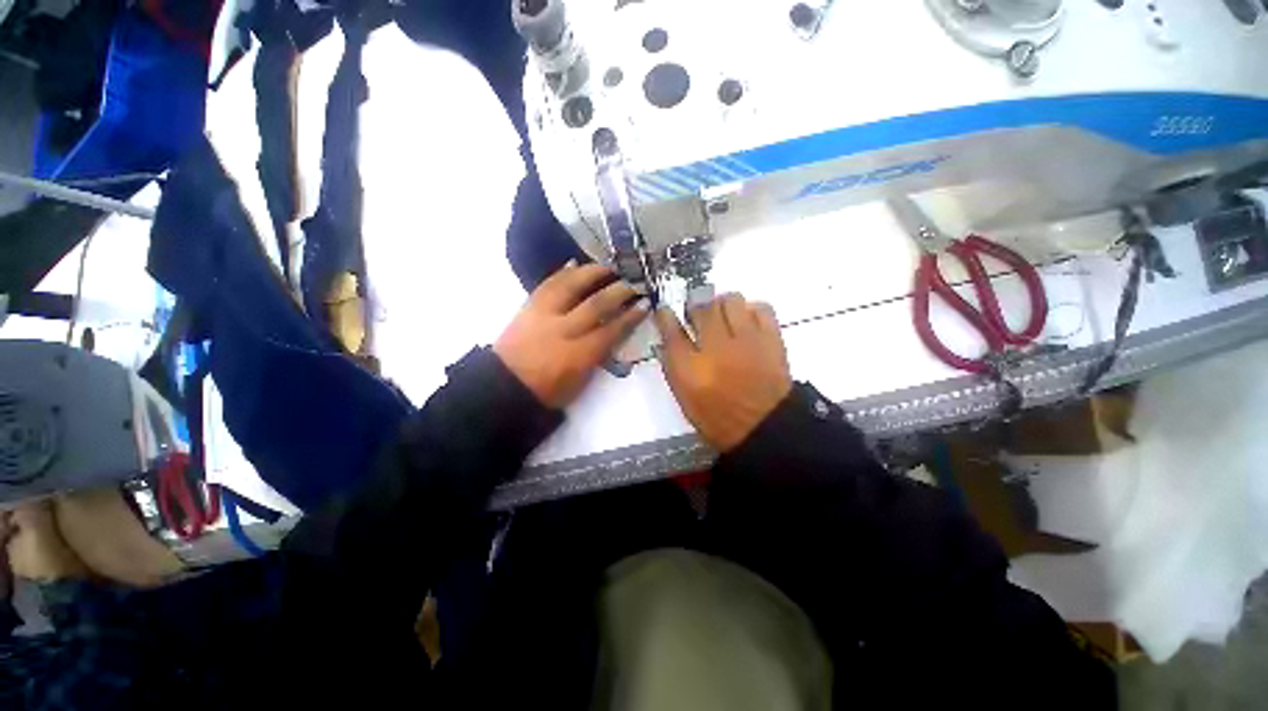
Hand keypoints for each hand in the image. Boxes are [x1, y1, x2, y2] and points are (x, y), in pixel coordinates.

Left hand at [495, 262, 649, 408]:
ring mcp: (543, 315)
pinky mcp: (528, 307)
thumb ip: (598, 356)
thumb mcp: (580, 382)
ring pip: (571, 286)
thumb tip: (611, 334)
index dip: (631, 316)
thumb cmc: (547, 391)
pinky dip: (562, 272)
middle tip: (633, 283)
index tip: (645, 304)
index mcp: (578, 355)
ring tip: (608, 267)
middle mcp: (563, 330)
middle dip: (619, 291)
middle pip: (596, 304)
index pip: (611, 330)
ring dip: (592, 273)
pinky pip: (547, 284)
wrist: (505, 386)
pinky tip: (574, 263)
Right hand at [654, 294, 792, 451]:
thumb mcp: (685, 398)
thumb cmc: (718, 419)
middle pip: (701, 307)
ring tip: (723, 317)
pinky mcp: (771, 339)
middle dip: (694, 306)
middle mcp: (716, 349)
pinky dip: (751, 310)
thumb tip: (667, 339)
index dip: (665, 315)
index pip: (671, 330)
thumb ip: (673, 366)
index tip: (665, 310)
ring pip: (731, 300)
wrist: (764, 429)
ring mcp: (747, 341)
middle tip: (697, 315)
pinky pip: (761, 308)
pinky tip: (747, 323)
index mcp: (690, 369)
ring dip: (722, 305)